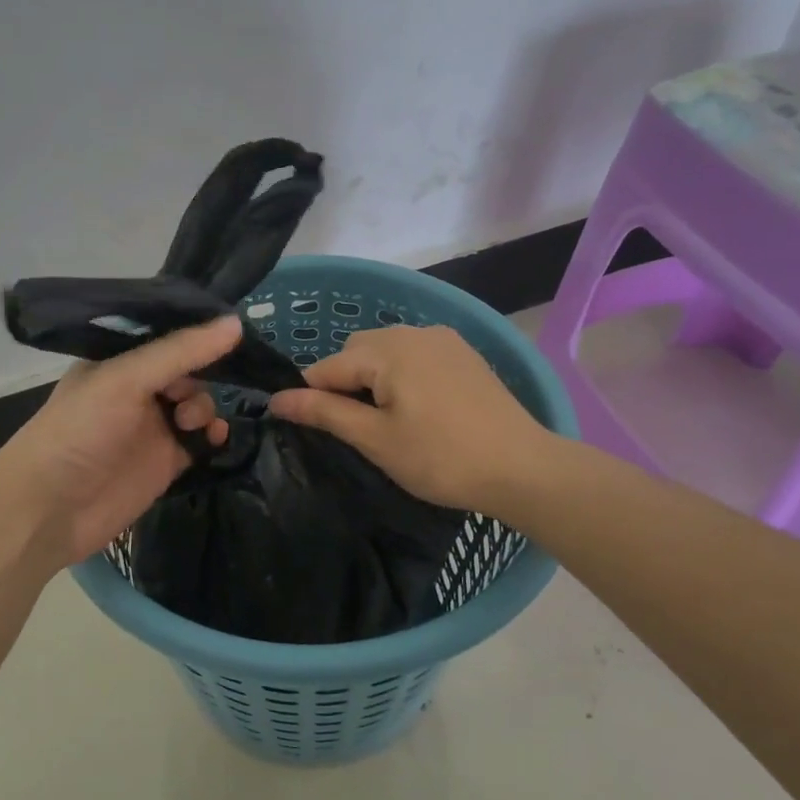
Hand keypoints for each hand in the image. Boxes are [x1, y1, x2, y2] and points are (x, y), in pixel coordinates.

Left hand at [0, 314, 241, 568]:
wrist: (50, 510)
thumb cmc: (80, 431)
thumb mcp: (126, 379)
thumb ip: (180, 352)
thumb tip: (237, 323)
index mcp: (118, 360)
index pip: (167, 336)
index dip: (197, 333)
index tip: (232, 329)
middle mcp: (137, 389)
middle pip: (188, 370)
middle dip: (203, 374)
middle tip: (188, 394)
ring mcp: (152, 426)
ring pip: (198, 404)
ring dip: (206, 408)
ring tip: (193, 423)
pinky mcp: (167, 461)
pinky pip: (201, 440)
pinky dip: (213, 436)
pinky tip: (216, 438)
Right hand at [267, 324, 552, 513]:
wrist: (522, 468)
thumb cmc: (441, 458)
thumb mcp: (376, 439)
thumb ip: (324, 413)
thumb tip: (276, 400)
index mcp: (388, 350)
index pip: (327, 367)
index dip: (309, 396)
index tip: (307, 428)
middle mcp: (413, 332)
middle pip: (357, 352)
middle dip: (344, 383)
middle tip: (355, 429)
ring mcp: (444, 339)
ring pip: (386, 351)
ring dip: (373, 378)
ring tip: (384, 420)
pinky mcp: (464, 353)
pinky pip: (415, 355)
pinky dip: (402, 375)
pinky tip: (416, 408)